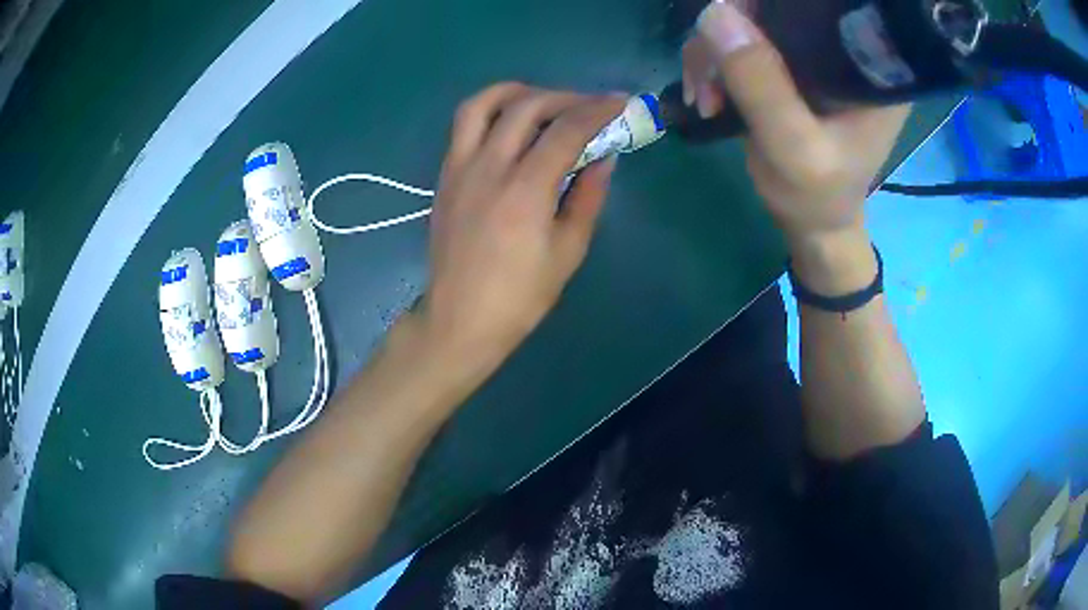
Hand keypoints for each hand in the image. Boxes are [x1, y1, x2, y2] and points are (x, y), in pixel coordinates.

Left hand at [413, 83, 623, 368]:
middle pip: (526, 106)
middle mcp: (489, 167)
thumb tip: (603, 158)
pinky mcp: (445, 176)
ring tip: (543, 102)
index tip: (620, 102)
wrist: (460, 318)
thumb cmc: (520, 296)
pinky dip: (491, 111)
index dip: (598, 110)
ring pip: (482, 104)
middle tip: (589, 107)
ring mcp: (460, 168)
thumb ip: (588, 196)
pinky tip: (511, 125)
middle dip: (565, 98)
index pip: (566, 130)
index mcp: (525, 189)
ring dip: (518, 92)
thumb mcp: (568, 250)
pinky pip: (464, 126)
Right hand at [682, 0, 910, 244]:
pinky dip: (714, 59)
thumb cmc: (817, 195)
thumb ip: (762, 84)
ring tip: (703, 96)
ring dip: (712, 51)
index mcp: (869, 66)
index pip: (817, 8)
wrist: (813, 219)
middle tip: (705, 80)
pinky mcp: (789, 61)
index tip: (730, 33)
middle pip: (776, 6)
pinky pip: (740, 37)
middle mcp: (844, 47)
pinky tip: (707, 91)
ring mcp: (814, 52)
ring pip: (749, 18)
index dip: (765, 7)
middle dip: (728, 32)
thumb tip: (714, 11)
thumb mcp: (794, 149)